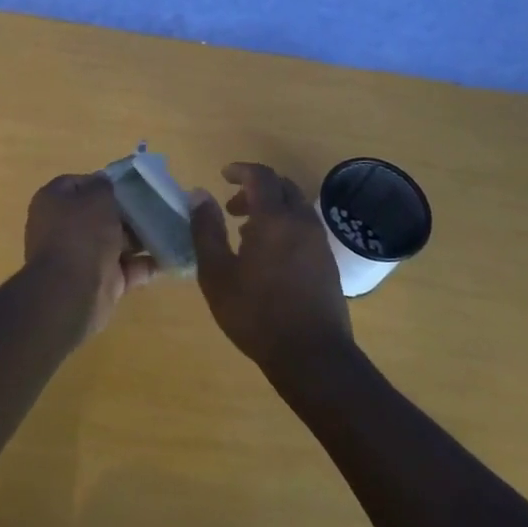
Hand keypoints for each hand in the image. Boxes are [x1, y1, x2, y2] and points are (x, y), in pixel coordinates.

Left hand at [25, 173, 154, 338]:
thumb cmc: (82, 234)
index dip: (105, 182)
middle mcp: (64, 228)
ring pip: (116, 242)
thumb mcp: (97, 197)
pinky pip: (128, 268)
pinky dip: (147, 264)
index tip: (132, 183)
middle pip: (100, 214)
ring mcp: (82, 257)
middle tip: (157, 205)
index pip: (79, 184)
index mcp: (53, 202)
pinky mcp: (101, 282)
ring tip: (170, 227)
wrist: (73, 293)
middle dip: (128, 211)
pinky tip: (171, 255)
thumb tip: (105, 184)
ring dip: (141, 238)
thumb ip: (104, 185)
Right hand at [189, 162, 352, 375]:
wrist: (312, 355)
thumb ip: (206, 230)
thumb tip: (199, 195)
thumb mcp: (217, 274)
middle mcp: (302, 222)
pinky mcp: (328, 262)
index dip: (241, 170)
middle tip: (232, 208)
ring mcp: (319, 242)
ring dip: (271, 209)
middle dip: (256, 189)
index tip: (223, 176)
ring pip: (296, 207)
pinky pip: (305, 227)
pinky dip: (285, 226)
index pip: (261, 176)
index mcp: (274, 219)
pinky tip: (268, 257)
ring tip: (246, 235)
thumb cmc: (257, 314)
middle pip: (282, 187)